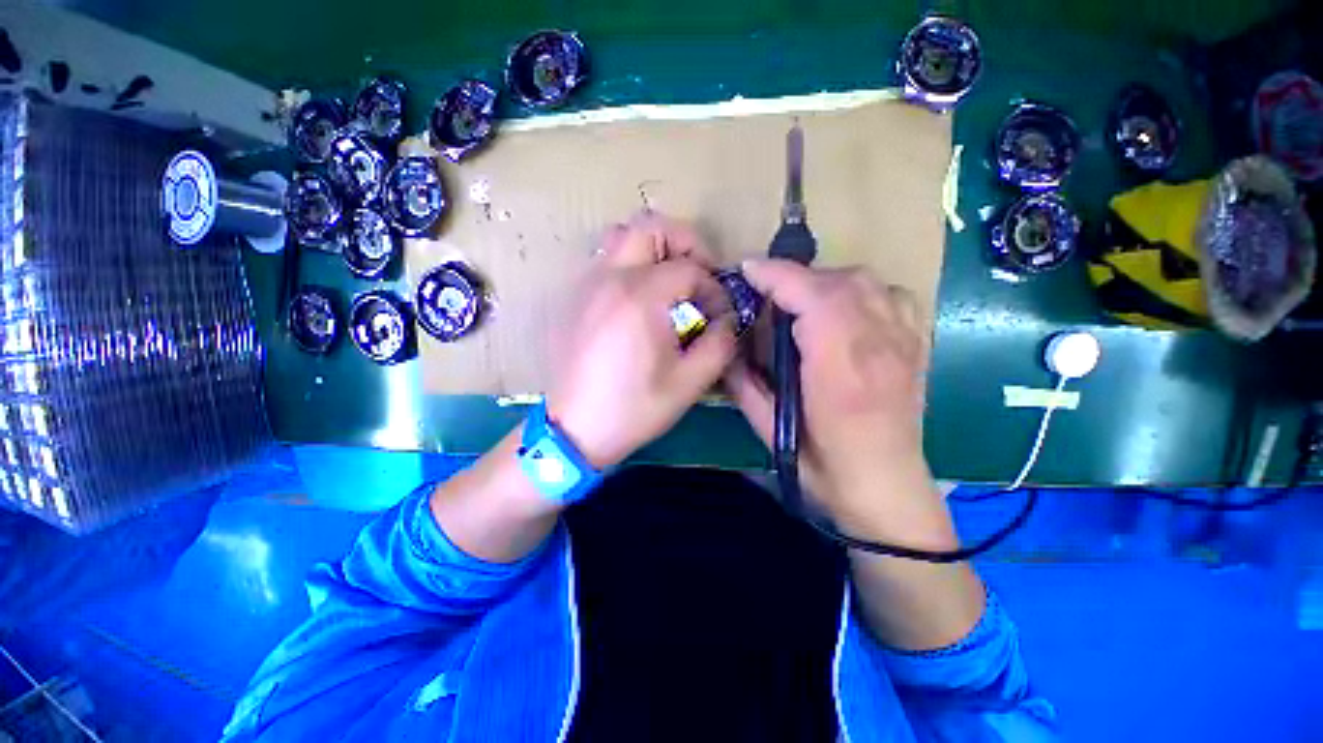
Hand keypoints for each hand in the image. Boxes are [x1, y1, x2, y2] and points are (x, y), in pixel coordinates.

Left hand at [546, 212, 736, 469]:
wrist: (574, 429)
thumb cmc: (633, 408)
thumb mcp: (690, 382)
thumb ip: (720, 344)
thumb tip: (728, 319)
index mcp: (641, 297)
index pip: (690, 268)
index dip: (714, 288)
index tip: (718, 314)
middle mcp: (610, 278)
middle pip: (650, 226)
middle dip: (685, 242)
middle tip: (700, 274)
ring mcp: (586, 283)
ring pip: (622, 236)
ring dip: (653, 248)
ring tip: (669, 281)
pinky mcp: (575, 297)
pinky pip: (605, 261)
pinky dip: (630, 264)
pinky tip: (640, 300)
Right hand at [725, 259, 950, 545]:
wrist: (885, 489)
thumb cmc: (824, 468)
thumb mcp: (769, 430)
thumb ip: (743, 383)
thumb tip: (726, 347)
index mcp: (841, 372)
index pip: (815, 299)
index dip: (777, 277)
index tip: (747, 271)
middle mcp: (880, 348)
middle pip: (841, 282)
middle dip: (795, 277)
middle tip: (765, 292)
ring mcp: (905, 343)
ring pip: (867, 282)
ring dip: (825, 280)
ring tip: (800, 299)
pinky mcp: (915, 345)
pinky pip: (891, 294)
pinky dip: (860, 289)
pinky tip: (843, 309)